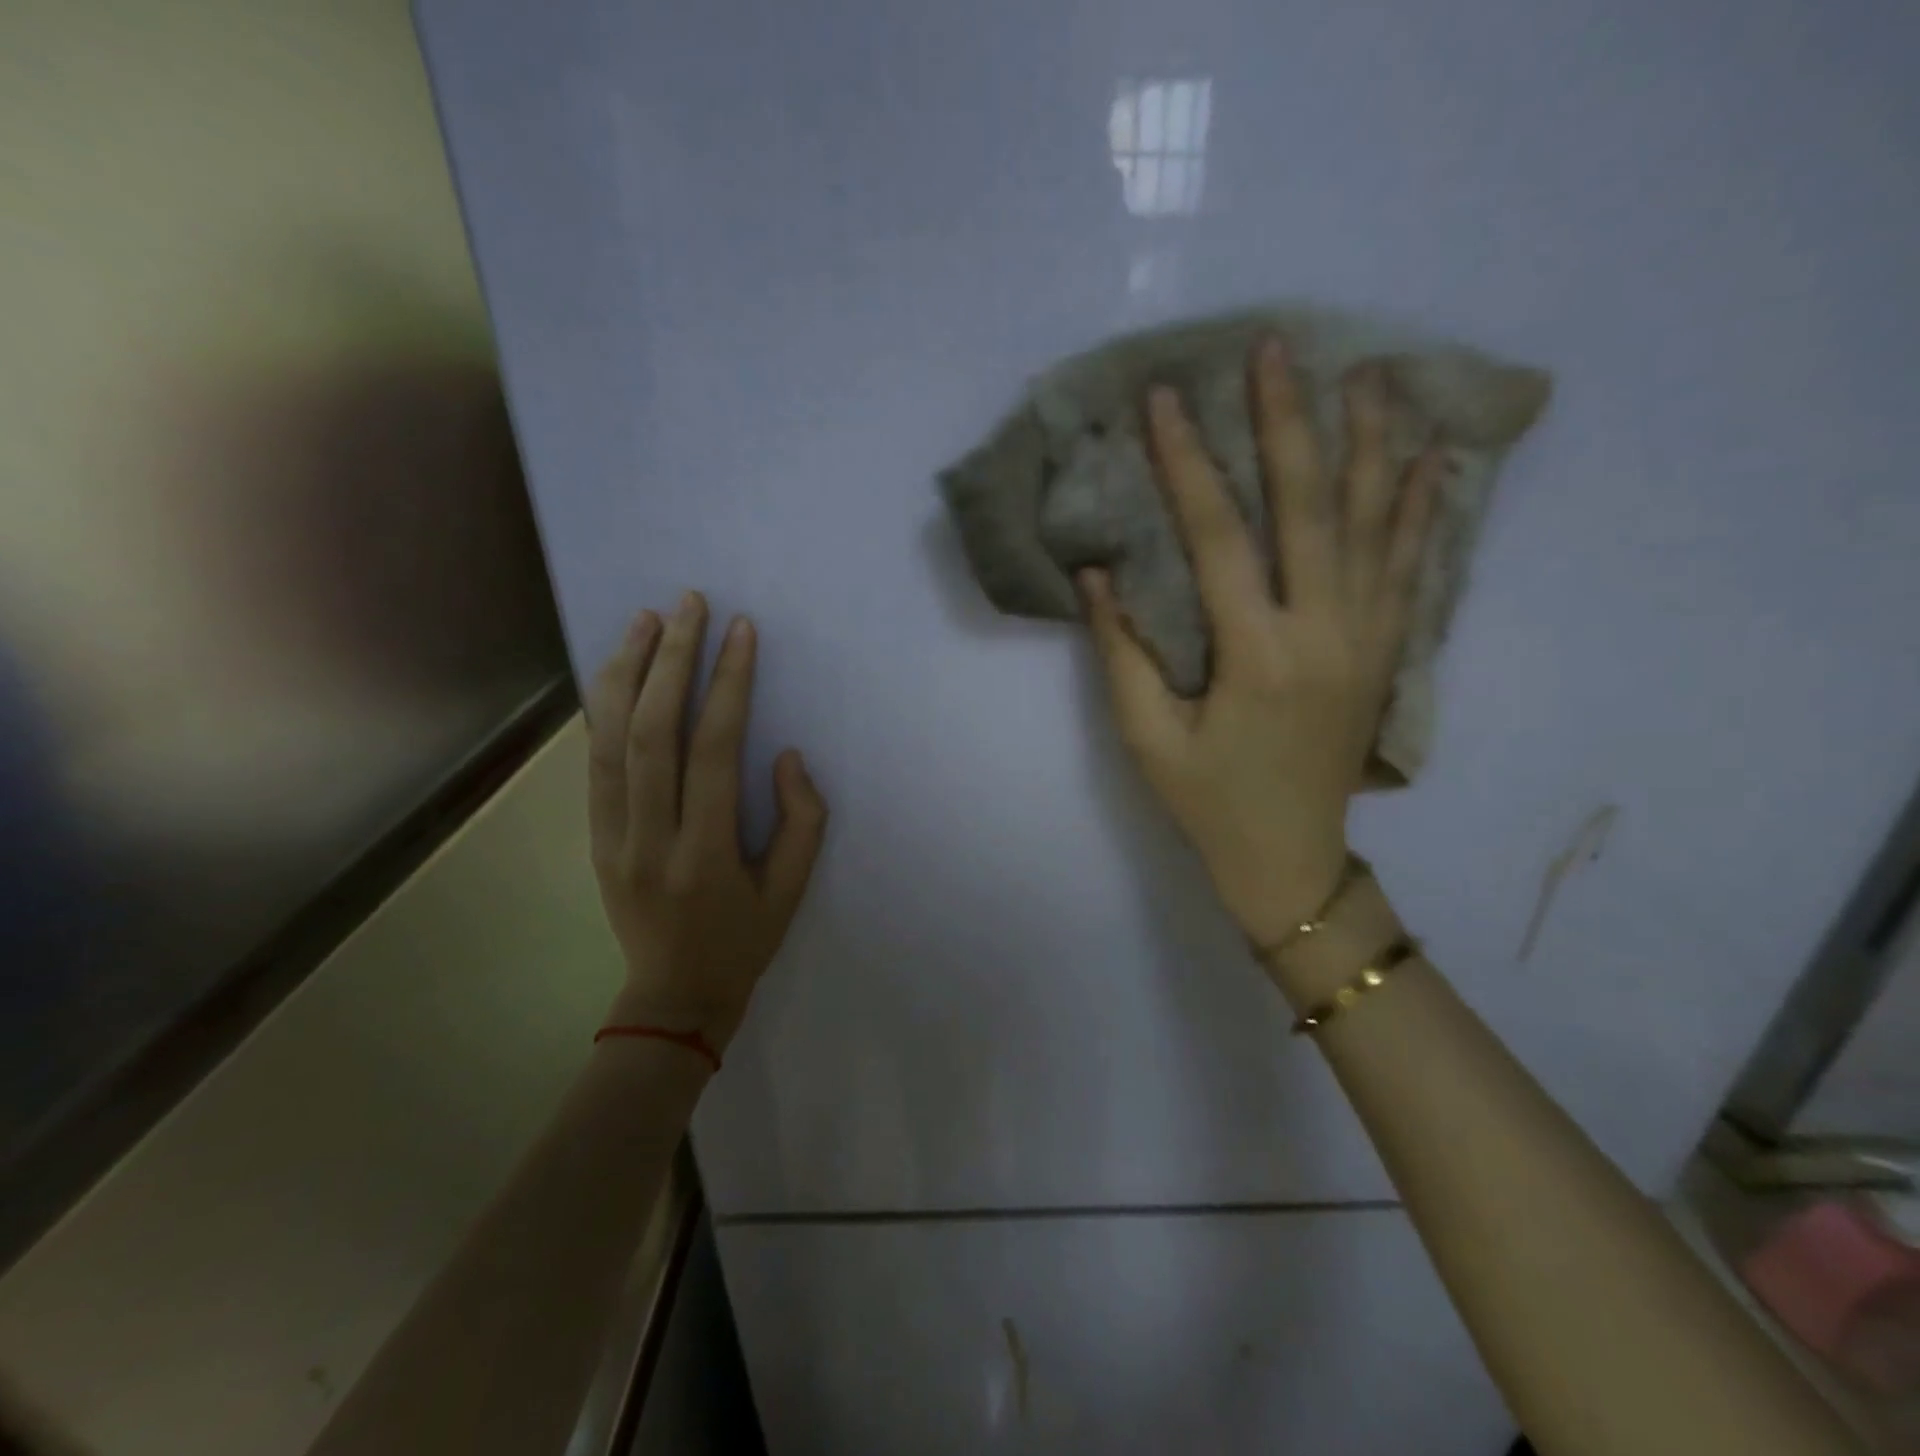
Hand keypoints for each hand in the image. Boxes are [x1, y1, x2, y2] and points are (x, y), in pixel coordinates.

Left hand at [586, 592, 827, 1054]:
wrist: (672, 997)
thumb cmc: (743, 941)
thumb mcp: (793, 891)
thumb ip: (802, 820)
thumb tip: (784, 755)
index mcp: (705, 853)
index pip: (713, 751)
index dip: (728, 684)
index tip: (741, 632)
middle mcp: (649, 837)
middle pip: (650, 731)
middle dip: (670, 659)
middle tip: (689, 604)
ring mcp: (611, 836)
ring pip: (609, 739)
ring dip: (625, 671)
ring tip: (646, 619)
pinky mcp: (594, 836)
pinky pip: (595, 761)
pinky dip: (603, 708)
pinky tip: (618, 670)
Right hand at [1079, 338, 1441, 948]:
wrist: (1292, 860)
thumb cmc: (1208, 803)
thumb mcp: (1146, 739)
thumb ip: (1121, 654)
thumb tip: (1097, 575)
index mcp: (1256, 655)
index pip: (1219, 537)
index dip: (1187, 464)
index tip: (1164, 400)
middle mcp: (1323, 632)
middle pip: (1310, 507)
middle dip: (1288, 422)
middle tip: (1274, 348)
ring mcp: (1366, 639)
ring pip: (1376, 523)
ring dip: (1371, 443)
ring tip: (1368, 373)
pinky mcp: (1384, 653)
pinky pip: (1410, 567)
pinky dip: (1420, 509)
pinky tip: (1430, 459)